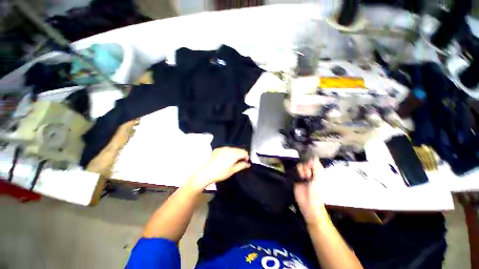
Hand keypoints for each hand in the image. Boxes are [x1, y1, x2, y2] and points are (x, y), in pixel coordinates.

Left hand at [193, 147, 250, 187]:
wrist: (205, 173)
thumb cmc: (220, 173)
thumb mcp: (232, 171)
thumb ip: (241, 166)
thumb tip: (248, 164)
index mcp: (233, 154)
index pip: (244, 152)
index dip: (246, 157)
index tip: (245, 163)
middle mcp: (229, 149)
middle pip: (239, 149)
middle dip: (241, 155)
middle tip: (240, 163)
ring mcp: (222, 148)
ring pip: (233, 149)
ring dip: (235, 153)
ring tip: (232, 161)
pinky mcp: (217, 149)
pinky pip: (226, 149)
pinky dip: (228, 152)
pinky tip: (225, 159)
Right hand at [295, 157, 329, 225]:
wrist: (308, 202)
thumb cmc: (316, 191)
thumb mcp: (319, 178)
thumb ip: (316, 166)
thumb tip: (313, 156)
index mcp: (318, 171)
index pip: (313, 160)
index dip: (311, 160)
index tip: (311, 164)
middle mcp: (310, 171)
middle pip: (306, 161)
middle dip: (307, 166)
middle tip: (309, 174)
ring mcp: (303, 174)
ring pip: (300, 165)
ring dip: (302, 170)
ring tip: (305, 178)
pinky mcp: (297, 176)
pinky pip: (295, 169)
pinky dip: (297, 172)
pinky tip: (300, 177)